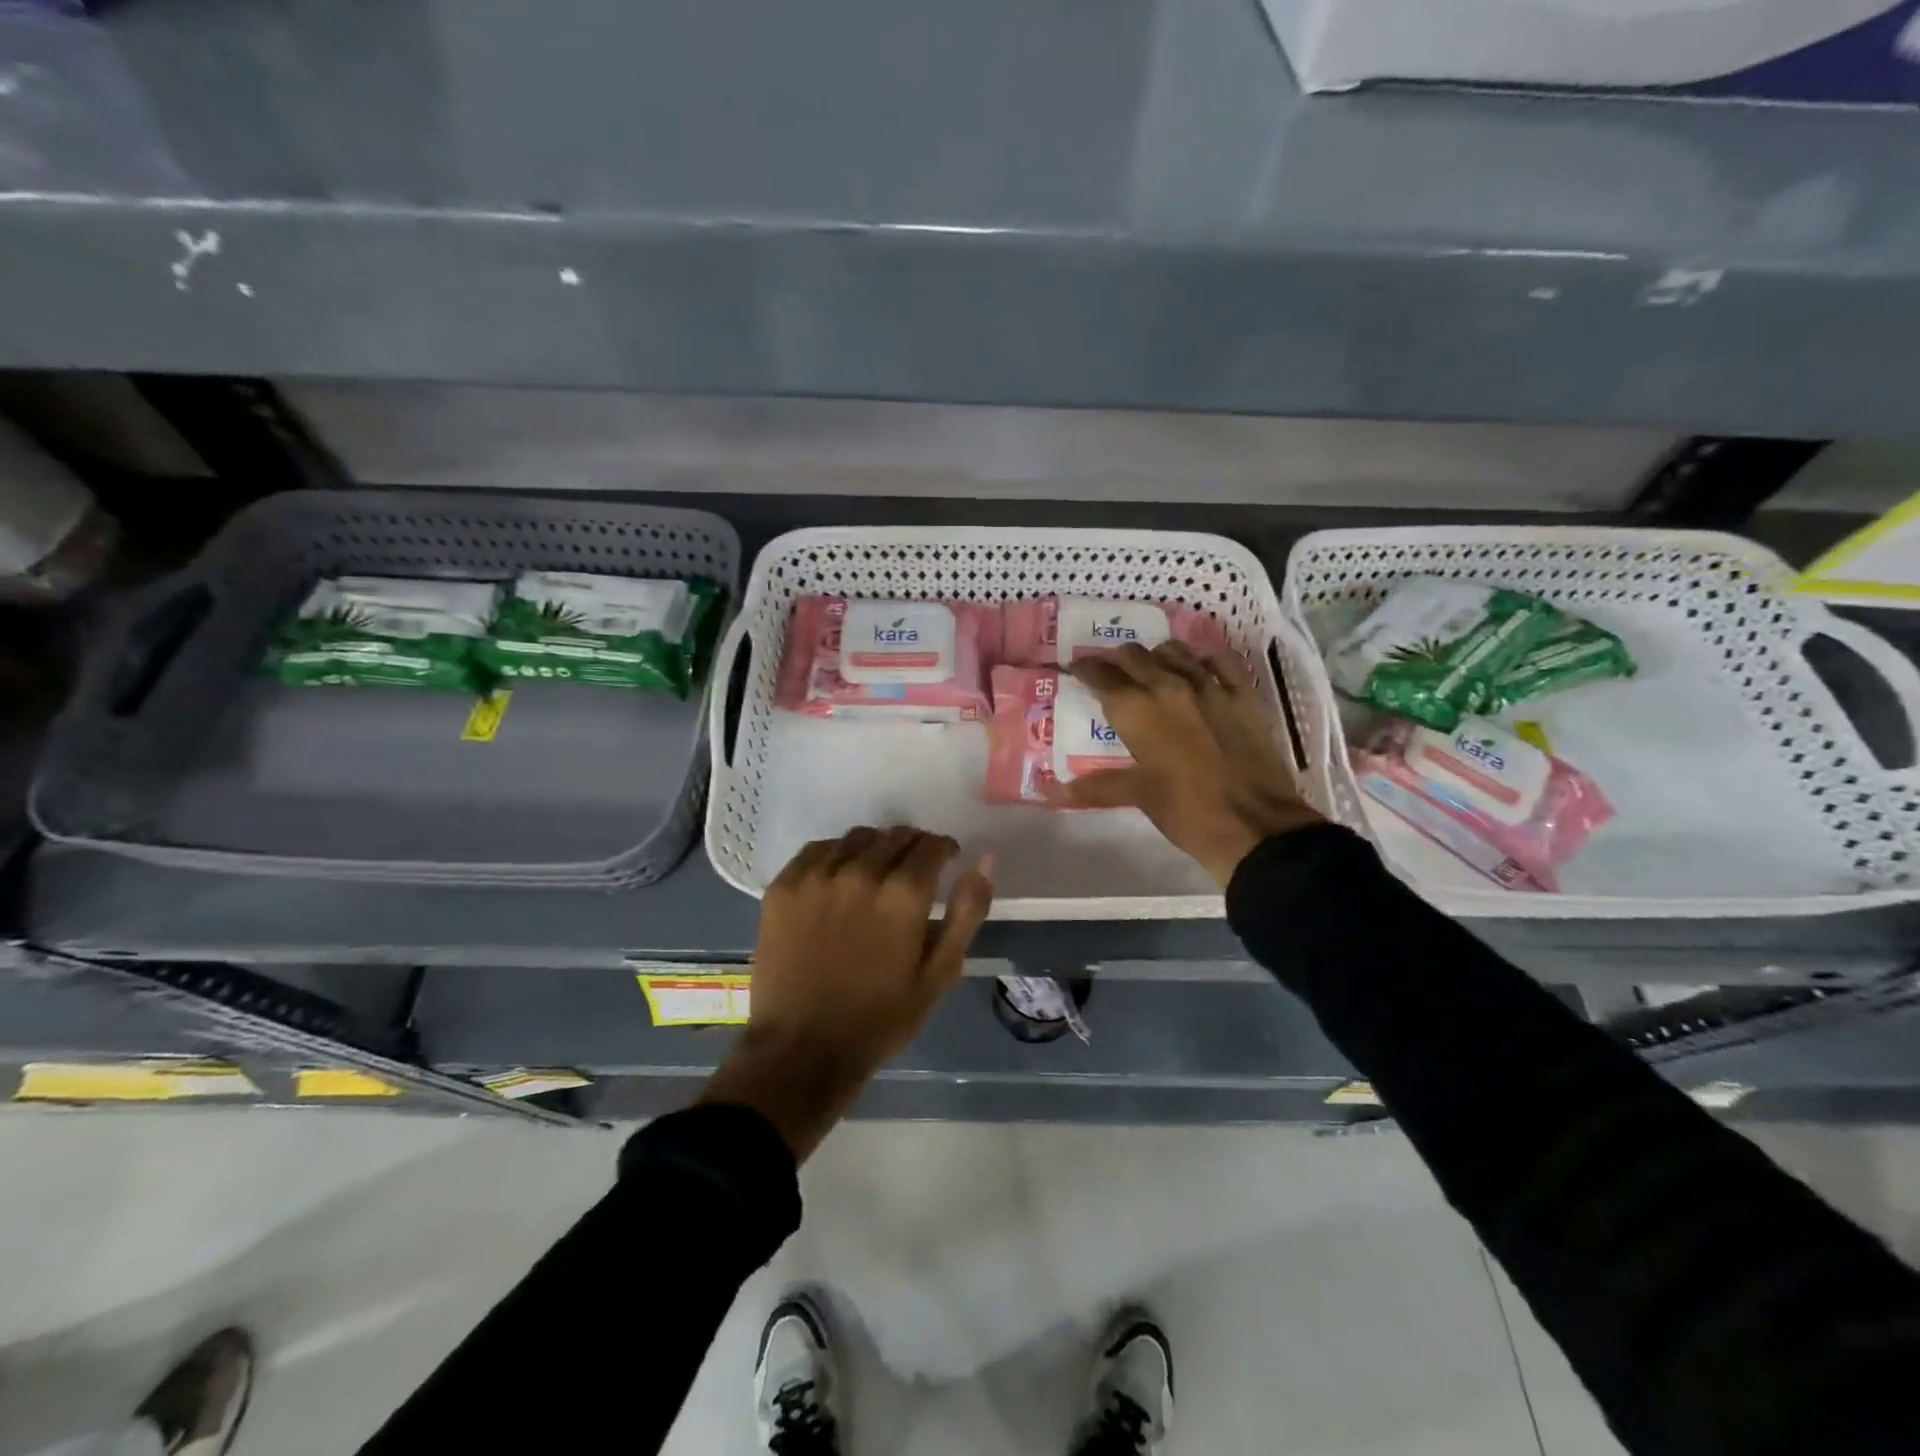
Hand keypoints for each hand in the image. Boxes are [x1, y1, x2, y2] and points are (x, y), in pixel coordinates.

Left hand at [701, 826, 993, 1159]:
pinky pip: (818, 849)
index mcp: (904, 894)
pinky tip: (839, 879)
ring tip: (876, 873)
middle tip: (913, 872)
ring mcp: (817, 876)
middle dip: (913, 847)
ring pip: (858, 837)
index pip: (931, 845)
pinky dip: (837, 855)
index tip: (945, 862)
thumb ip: (967, 912)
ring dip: (876, 848)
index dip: (944, 850)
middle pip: (896, 836)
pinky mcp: (784, 885)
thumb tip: (983, 860)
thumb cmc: (880, 1018)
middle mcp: (861, 872)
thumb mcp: (939, 974)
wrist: (801, 1049)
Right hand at [1055, 641, 1321, 886]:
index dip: (1083, 669)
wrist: (1256, 826)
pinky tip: (1198, 669)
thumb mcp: (1139, 797)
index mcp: (1137, 710)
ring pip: (1174, 650)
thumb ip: (1099, 786)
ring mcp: (1210, 685)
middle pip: (1134, 656)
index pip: (1100, 676)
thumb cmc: (1187, 812)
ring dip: (1155, 656)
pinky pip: (1219, 659)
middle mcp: (1168, 685)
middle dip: (1116, 661)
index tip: (1075, 668)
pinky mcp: (1243, 694)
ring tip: (1151, 671)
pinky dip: (1202, 659)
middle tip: (1110, 674)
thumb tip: (1060, 790)